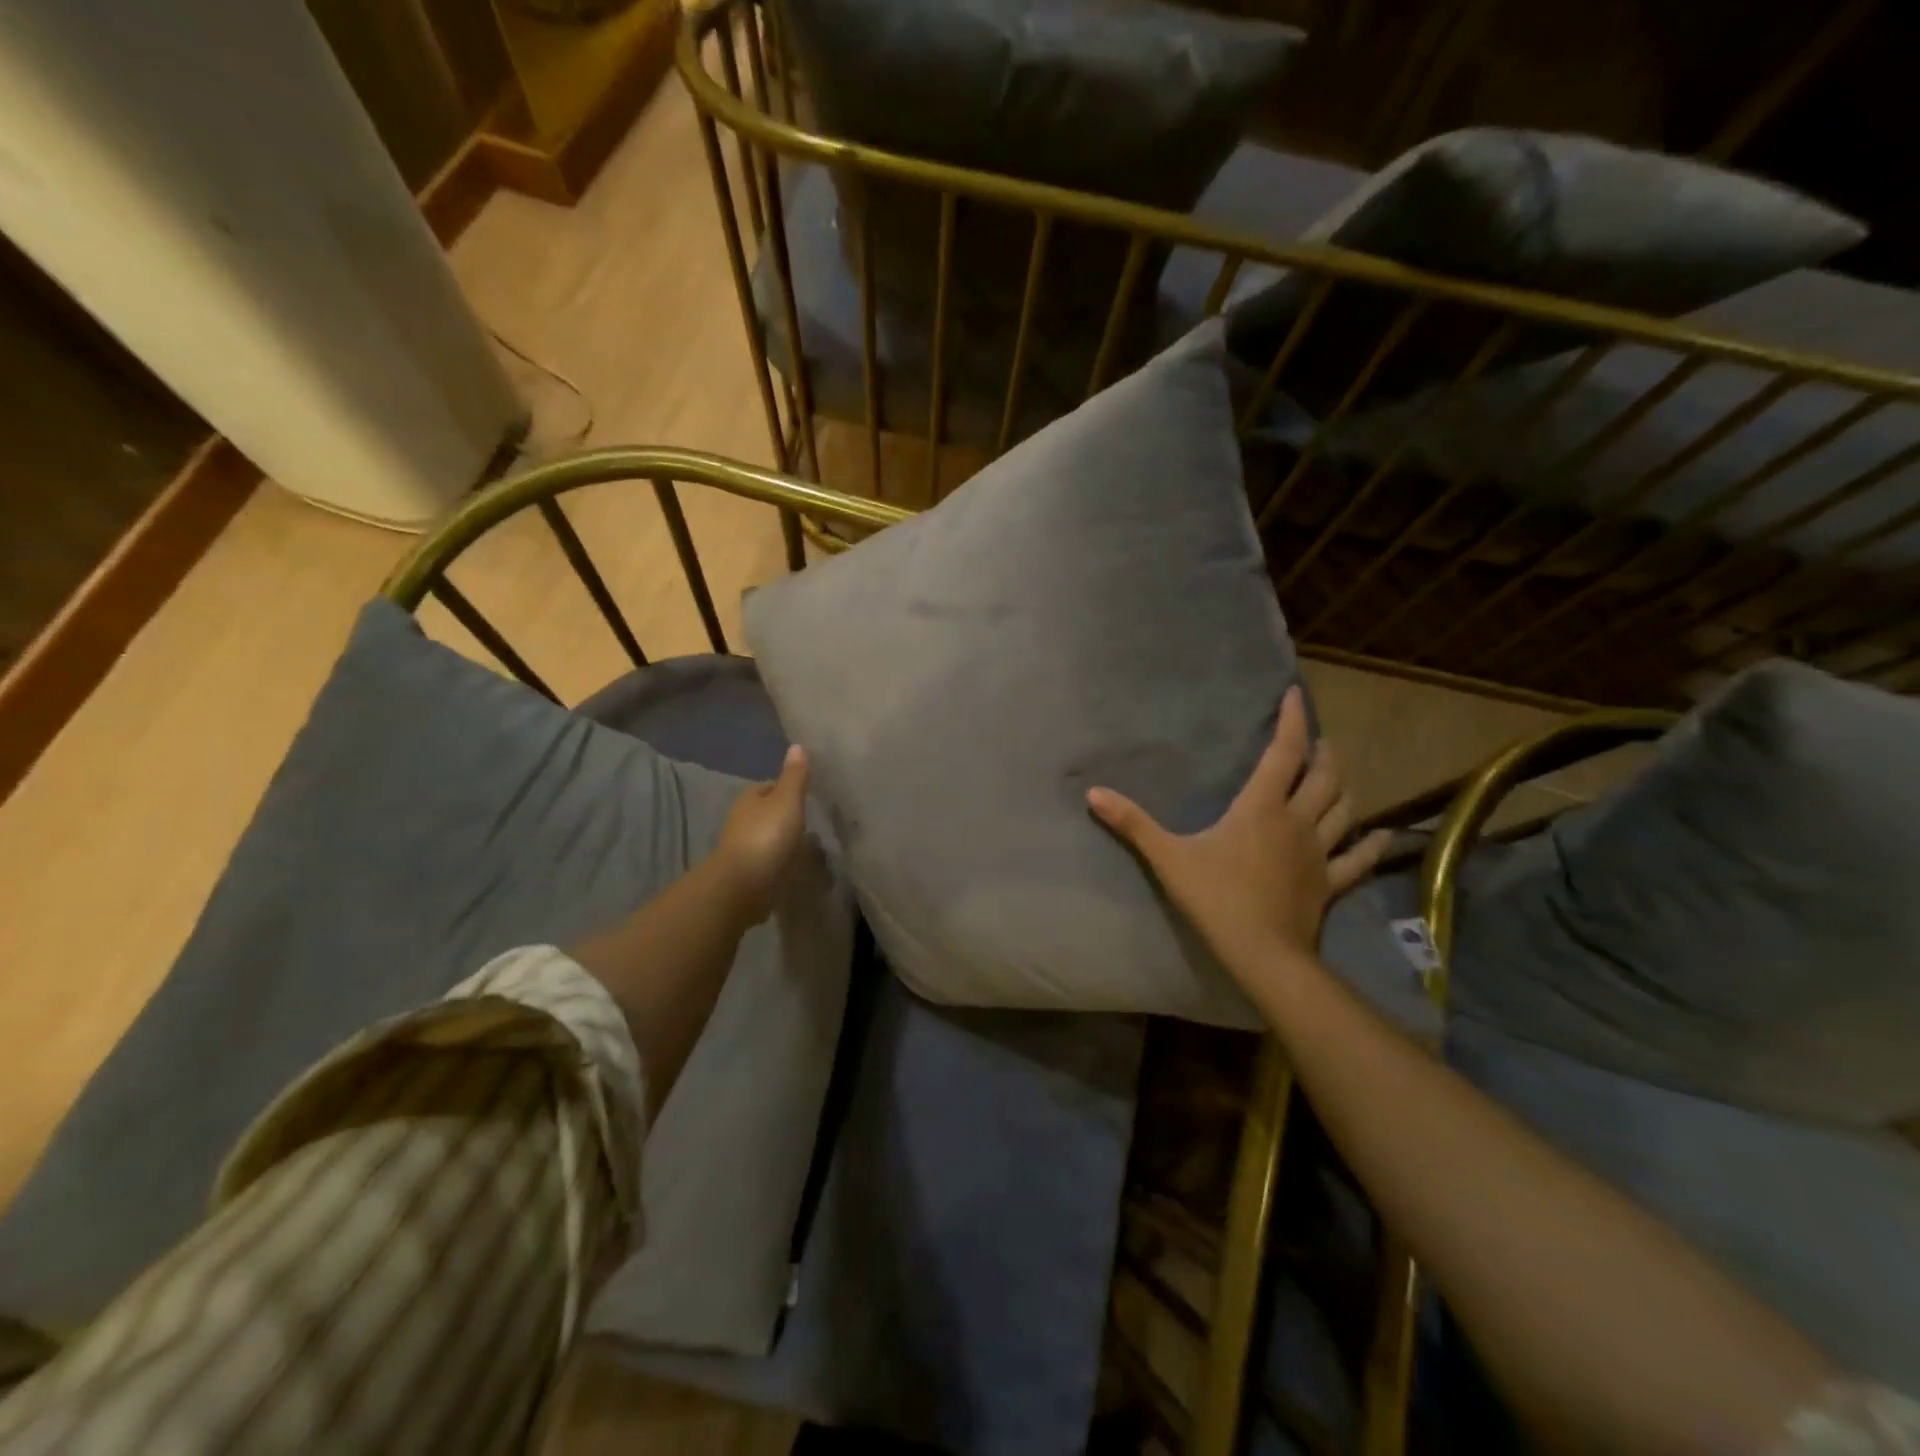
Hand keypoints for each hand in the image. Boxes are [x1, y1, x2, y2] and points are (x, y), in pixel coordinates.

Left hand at [714, 744, 811, 923]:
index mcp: (749, 798)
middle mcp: (741, 820)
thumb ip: (794, 776)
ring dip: (780, 838)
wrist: (743, 885)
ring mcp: (742, 848)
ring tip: (804, 843)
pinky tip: (792, 864)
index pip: (768, 787)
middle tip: (807, 818)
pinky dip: (777, 859)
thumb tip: (796, 745)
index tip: (804, 794)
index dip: (785, 788)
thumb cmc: (766, 835)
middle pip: (765, 812)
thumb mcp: (787, 800)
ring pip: (765, 836)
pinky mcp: (747, 872)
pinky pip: (766, 860)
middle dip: (782, 814)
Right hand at [1086, 687, 1389, 979]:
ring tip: (1338, 772)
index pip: (1285, 752)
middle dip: (1323, 752)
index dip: (1293, 720)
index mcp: (1262, 807)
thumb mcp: (1168, 858)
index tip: (1297, 695)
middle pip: (1324, 776)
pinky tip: (1381, 835)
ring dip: (1344, 786)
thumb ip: (1132, 824)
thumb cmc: (1215, 898)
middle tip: (1316, 740)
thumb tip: (1093, 793)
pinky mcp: (1331, 882)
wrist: (1262, 953)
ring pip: (1346, 808)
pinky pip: (1358, 858)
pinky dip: (1371, 844)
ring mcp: (1320, 852)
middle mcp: (1298, 821)